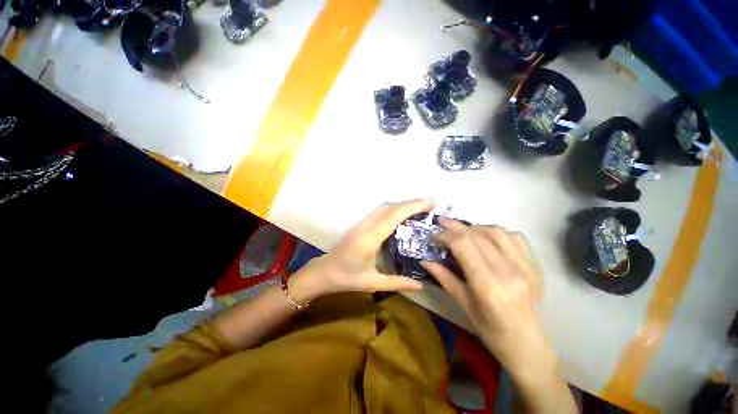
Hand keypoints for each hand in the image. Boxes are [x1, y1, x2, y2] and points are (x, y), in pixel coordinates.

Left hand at [289, 200, 433, 302]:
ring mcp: (361, 222)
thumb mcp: (372, 283)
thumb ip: (397, 283)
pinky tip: (401, 213)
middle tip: (430, 204)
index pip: (393, 216)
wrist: (324, 271)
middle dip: (411, 202)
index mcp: (369, 239)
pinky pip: (379, 210)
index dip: (412, 207)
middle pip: (390, 207)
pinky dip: (393, 207)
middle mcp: (366, 226)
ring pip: (384, 206)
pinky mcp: (360, 223)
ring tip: (419, 207)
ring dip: (402, 204)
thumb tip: (421, 285)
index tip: (429, 204)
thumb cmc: (346, 278)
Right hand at [422, 218, 553, 375]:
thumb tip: (425, 260)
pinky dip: (497, 234)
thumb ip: (444, 278)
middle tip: (442, 223)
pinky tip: (488, 239)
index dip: (446, 235)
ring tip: (463, 232)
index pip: (463, 244)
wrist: (528, 344)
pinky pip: (515, 238)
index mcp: (487, 285)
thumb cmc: (491, 330)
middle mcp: (508, 271)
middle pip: (477, 234)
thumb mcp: (463, 304)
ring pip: (496, 231)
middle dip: (455, 226)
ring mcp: (525, 267)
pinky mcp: (535, 266)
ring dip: (475, 227)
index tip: (435, 235)